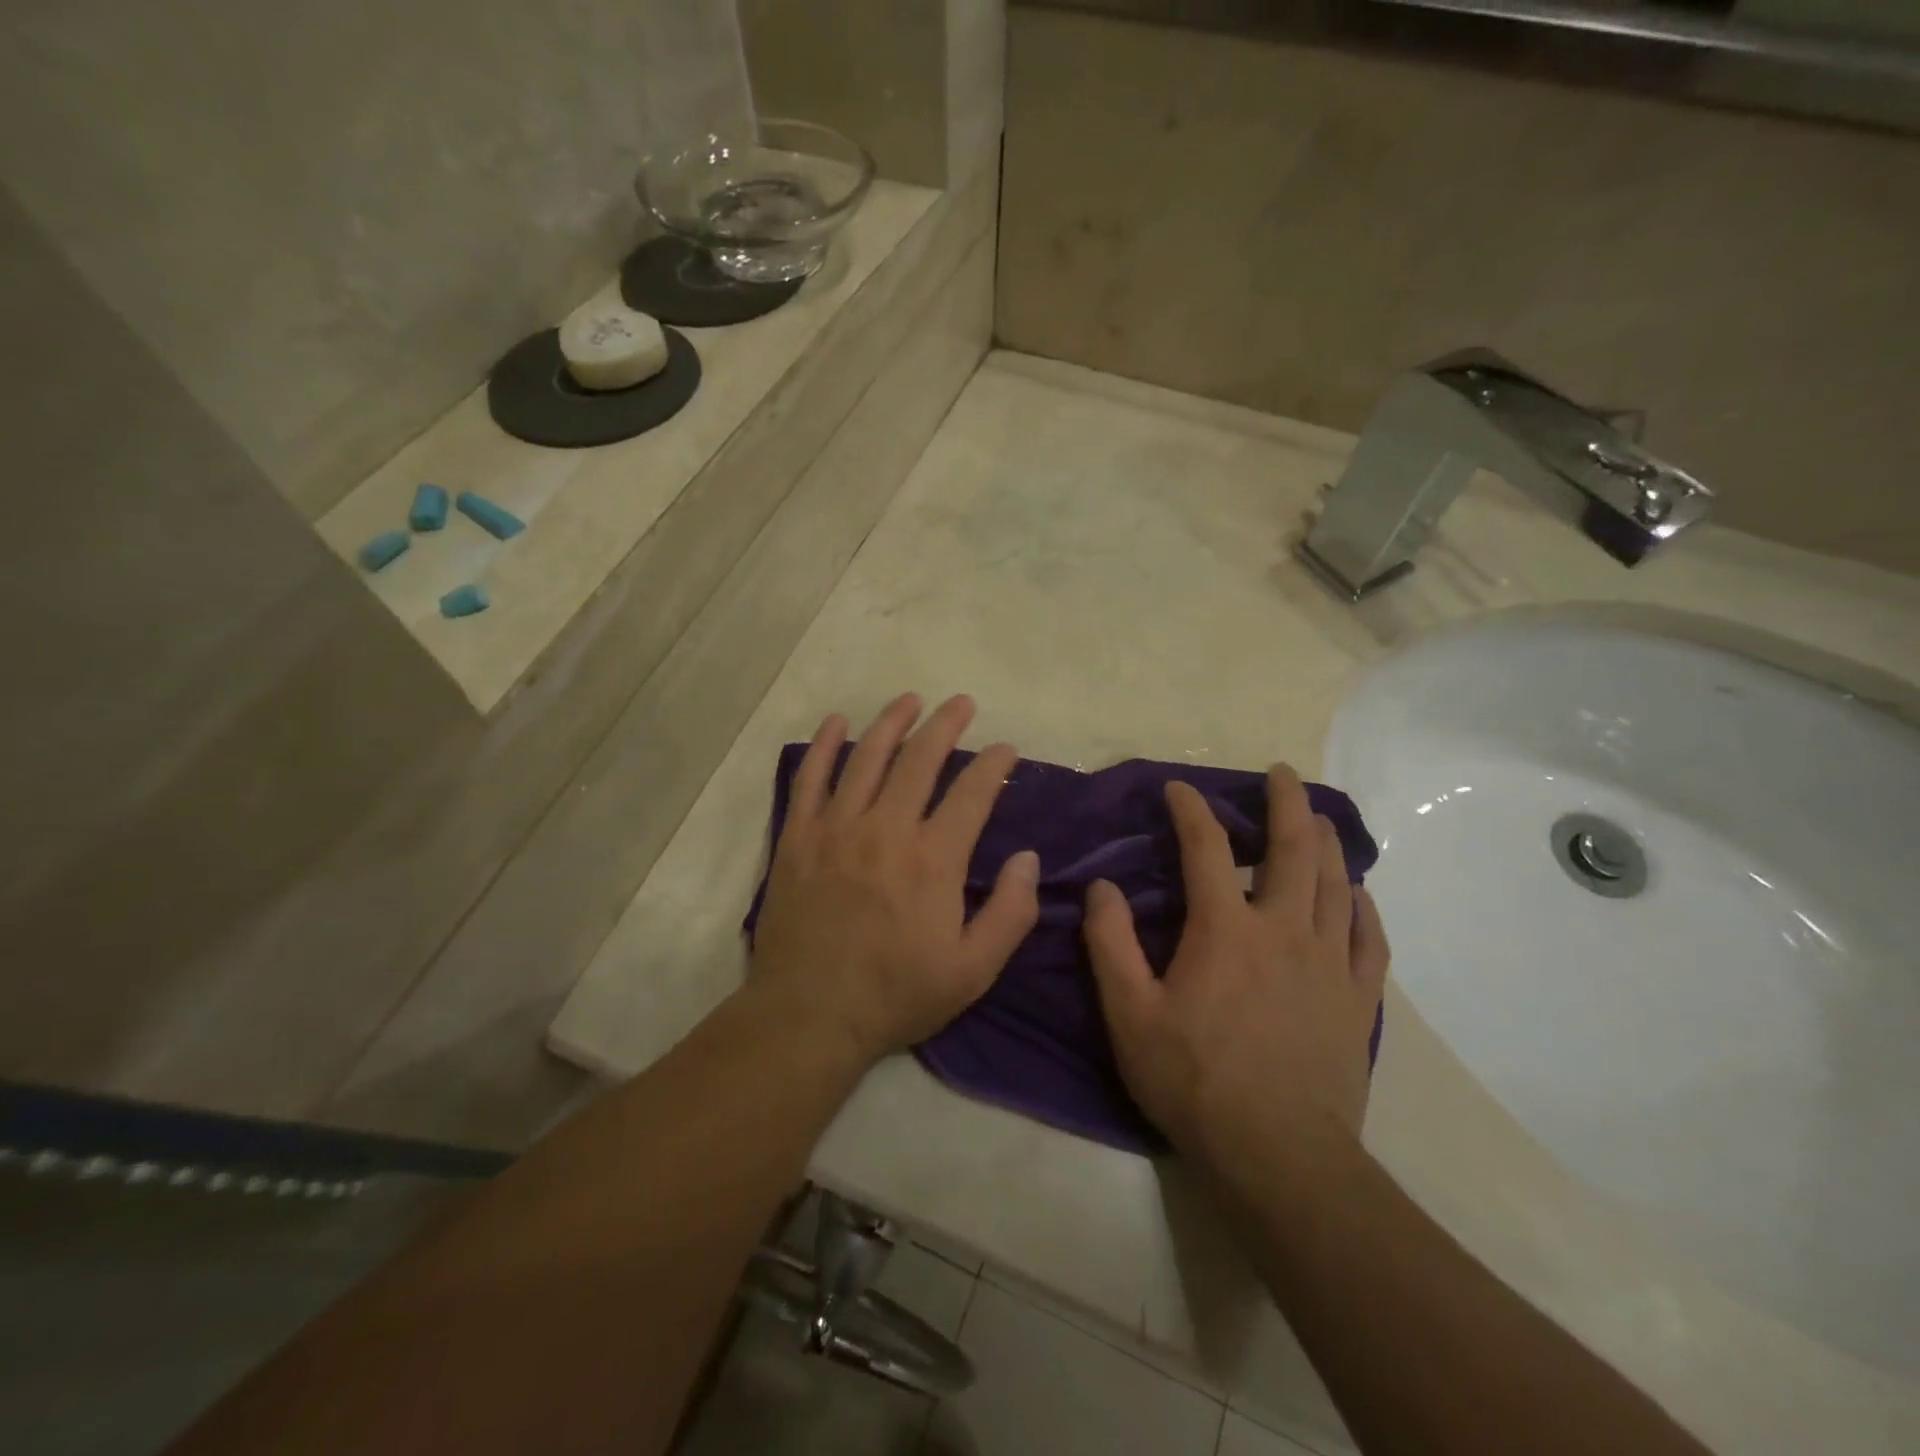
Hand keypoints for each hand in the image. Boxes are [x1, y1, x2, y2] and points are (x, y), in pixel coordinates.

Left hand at [749, 693, 1041, 1065]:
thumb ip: (1010, 913)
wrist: (810, 1014)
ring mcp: (837, 828)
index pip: (972, 793)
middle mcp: (886, 829)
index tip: (1006, 748)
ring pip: (866, 757)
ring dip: (891, 722)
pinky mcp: (798, 838)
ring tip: (910, 700)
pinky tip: (836, 722)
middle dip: (946, 725)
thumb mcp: (973, 970)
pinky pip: (809, 779)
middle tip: (961, 703)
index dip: (994, 764)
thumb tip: (1027, 857)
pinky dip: (823, 746)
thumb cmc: (897, 994)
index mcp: (933, 859)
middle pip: (920, 760)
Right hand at [1082, 766, 1389, 1163]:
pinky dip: (1363, 907)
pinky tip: (1357, 895)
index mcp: (1225, 929)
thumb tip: (1101, 888)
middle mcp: (1283, 930)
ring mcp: (1329, 963)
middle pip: (1293, 849)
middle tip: (1282, 774)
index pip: (1206, 847)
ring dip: (1326, 843)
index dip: (1191, 809)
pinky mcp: (1357, 1000)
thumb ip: (1110, 944)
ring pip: (1336, 884)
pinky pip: (1370, 939)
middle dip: (1286, 803)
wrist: (1280, 1158)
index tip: (1178, 787)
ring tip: (1318, 819)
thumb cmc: (1194, 1081)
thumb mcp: (1129, 1015)